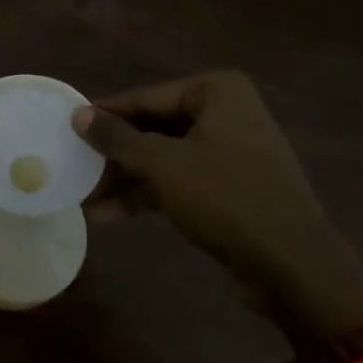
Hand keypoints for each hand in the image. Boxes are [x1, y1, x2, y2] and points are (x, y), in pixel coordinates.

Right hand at [73, 71, 362, 339]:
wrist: (296, 269)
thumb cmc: (227, 199)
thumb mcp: (163, 166)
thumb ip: (117, 138)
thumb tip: (78, 113)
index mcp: (216, 92)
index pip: (145, 98)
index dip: (104, 115)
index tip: (66, 126)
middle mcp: (225, 113)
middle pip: (153, 128)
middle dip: (113, 155)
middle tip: (73, 167)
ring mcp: (230, 152)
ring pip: (163, 158)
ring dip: (125, 179)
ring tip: (83, 199)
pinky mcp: (230, 188)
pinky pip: (179, 181)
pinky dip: (148, 195)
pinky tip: (110, 215)